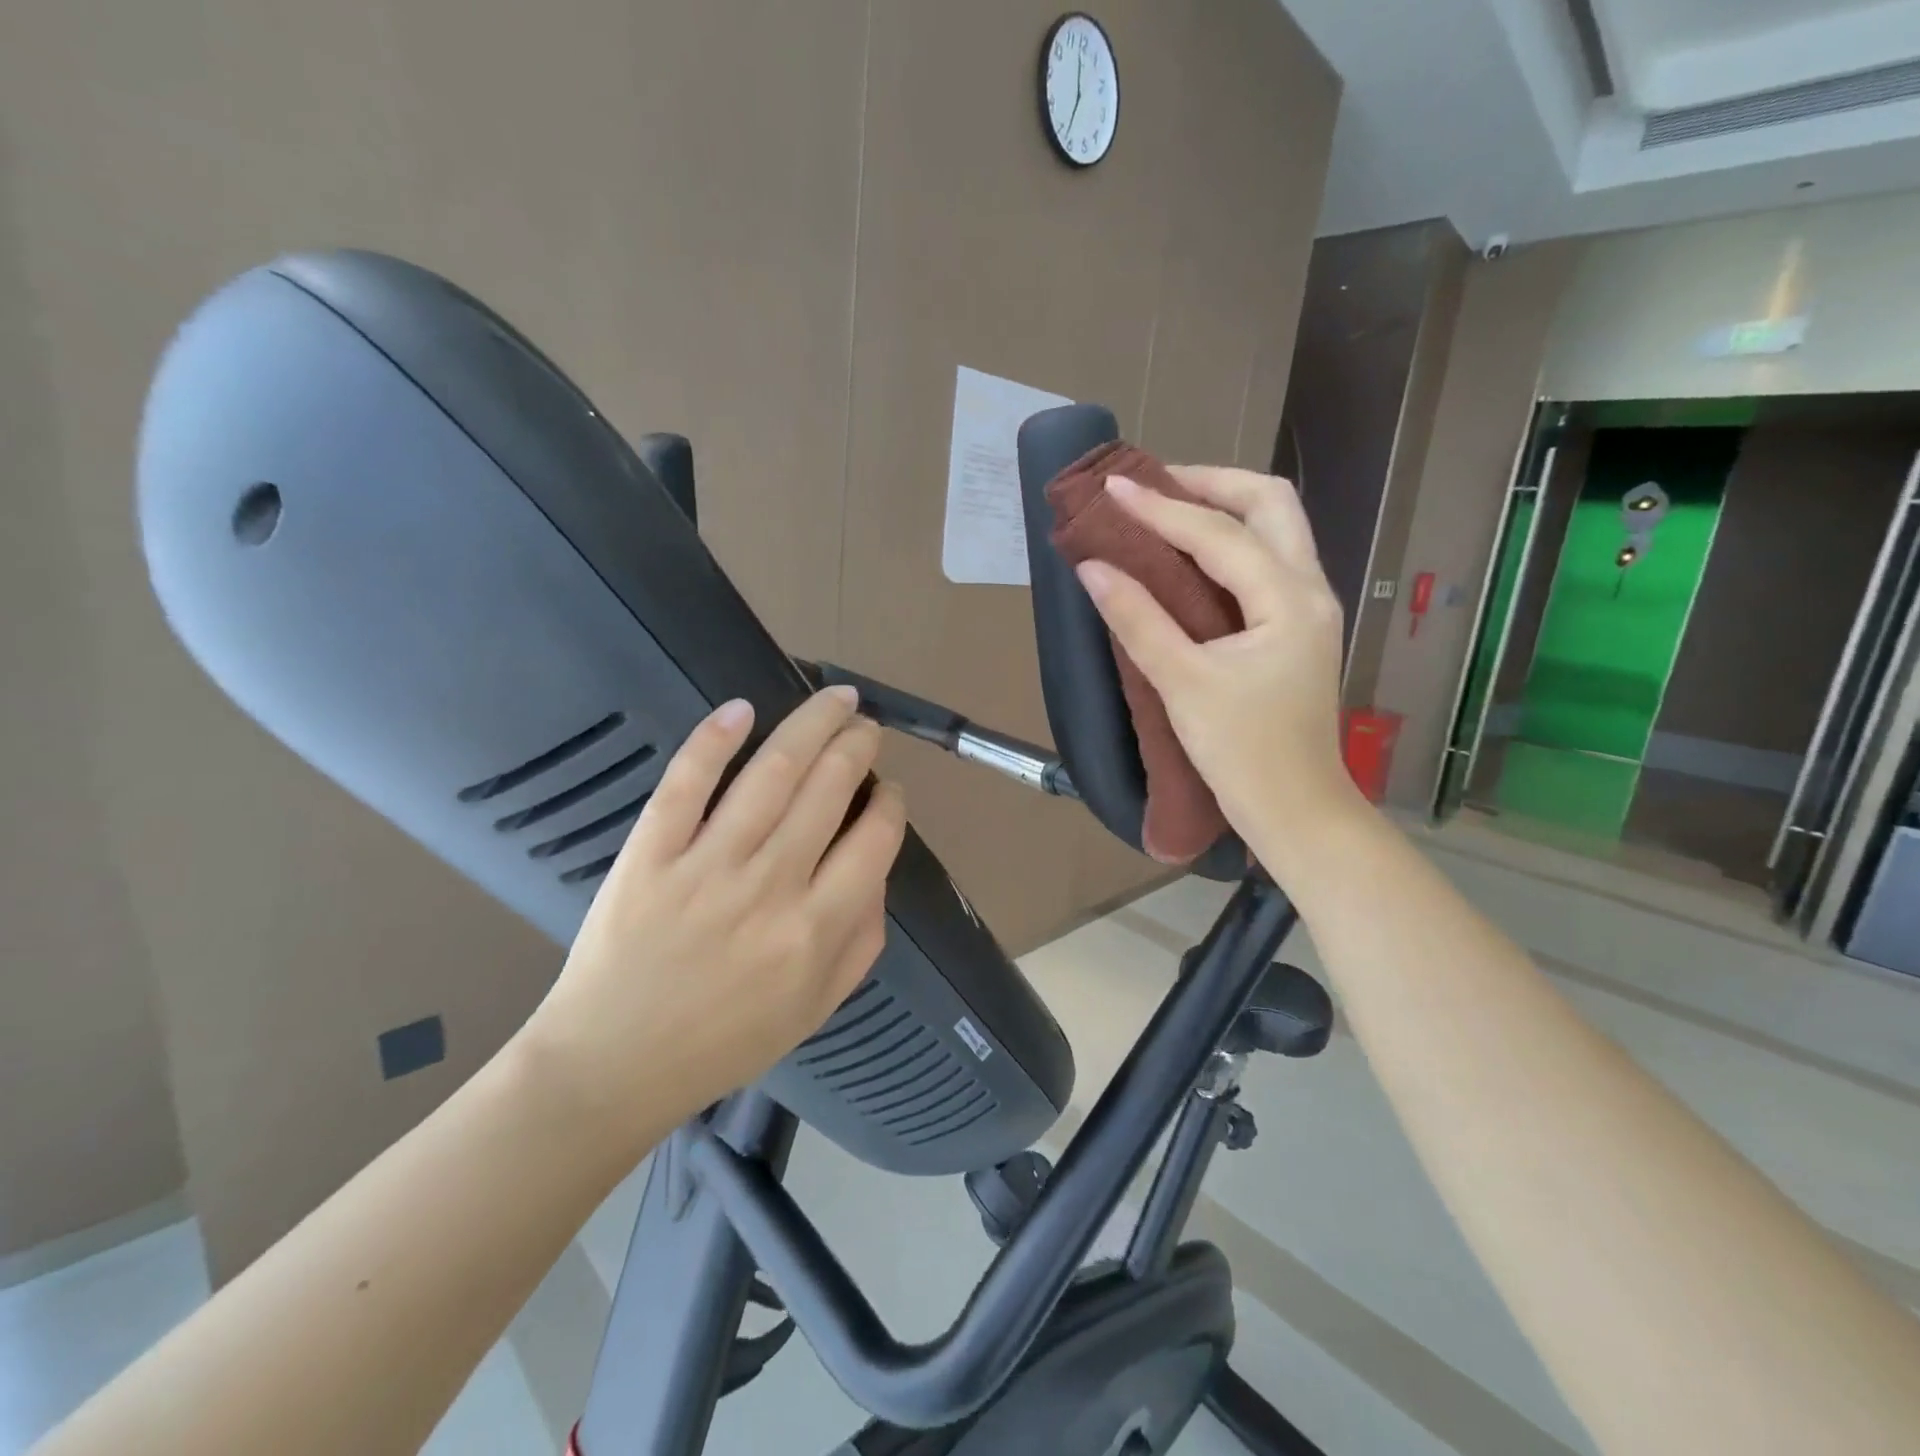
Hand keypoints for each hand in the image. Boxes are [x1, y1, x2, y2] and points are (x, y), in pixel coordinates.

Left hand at [519, 687, 905, 1151]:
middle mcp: (770, 885)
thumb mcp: (818, 1007)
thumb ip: (863, 938)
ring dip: (810, 724)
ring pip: (770, 773)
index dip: (890, 802)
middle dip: (857, 745)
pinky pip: (686, 784)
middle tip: (865, 727)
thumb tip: (878, 868)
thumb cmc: (727, 1040)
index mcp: (816, 928)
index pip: (875, 839)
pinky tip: (742, 709)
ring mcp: (706, 864)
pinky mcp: (650, 853)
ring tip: (834, 700)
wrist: (614, 1065)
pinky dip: (714, 741)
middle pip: (828, 788)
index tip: (887, 790)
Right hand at [1075, 466, 1362, 873]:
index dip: (1162, 508)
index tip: (1113, 488)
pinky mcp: (1297, 628)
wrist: (1296, 810)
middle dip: (1211, 483)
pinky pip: (1268, 560)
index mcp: (1289, 600)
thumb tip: (1093, 567)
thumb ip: (1138, 620)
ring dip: (1225, 507)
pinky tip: (1191, 556)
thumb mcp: (1183, 685)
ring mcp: (1310, 608)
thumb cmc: (1243, 753)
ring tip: (1167, 508)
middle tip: (1154, 486)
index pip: (1220, 534)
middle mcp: (1310, 589)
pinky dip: (1231, 541)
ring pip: (1277, 528)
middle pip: (1271, 504)